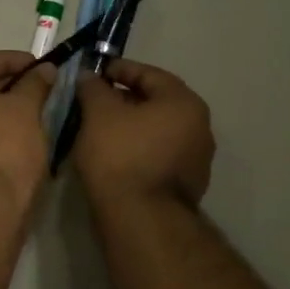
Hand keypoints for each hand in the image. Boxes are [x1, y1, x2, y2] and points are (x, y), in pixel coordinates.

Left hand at [0, 51, 55, 206]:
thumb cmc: (4, 148)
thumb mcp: (25, 109)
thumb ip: (34, 83)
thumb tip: (46, 69)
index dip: (13, 60)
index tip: (40, 64)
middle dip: (9, 82)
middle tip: (40, 83)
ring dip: (3, 104)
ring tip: (36, 104)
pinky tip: (21, 128)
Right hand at [73, 58, 214, 208]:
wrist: (140, 219)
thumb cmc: (121, 155)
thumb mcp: (98, 113)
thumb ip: (93, 87)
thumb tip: (90, 76)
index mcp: (184, 103)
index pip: (149, 74)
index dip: (119, 69)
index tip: (94, 73)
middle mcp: (199, 127)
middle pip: (156, 102)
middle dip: (123, 98)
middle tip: (93, 100)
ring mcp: (196, 159)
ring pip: (157, 130)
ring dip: (130, 125)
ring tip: (99, 128)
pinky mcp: (186, 185)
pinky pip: (158, 154)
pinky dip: (137, 147)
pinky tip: (113, 153)